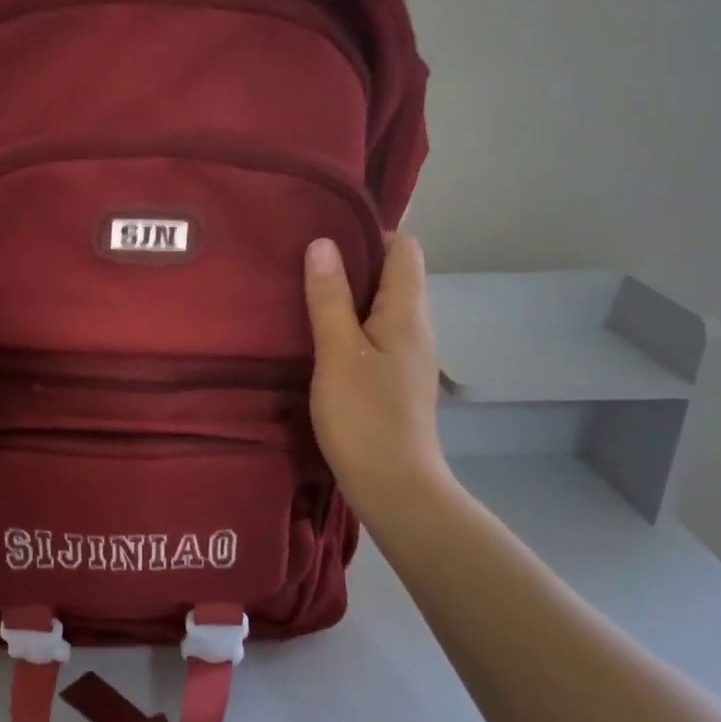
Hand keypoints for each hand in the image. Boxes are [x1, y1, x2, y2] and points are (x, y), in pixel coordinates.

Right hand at [304, 233, 453, 525]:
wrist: (395, 487)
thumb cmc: (365, 416)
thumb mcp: (338, 352)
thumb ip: (330, 297)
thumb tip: (323, 243)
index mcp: (407, 312)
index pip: (404, 248)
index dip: (370, 234)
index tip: (326, 238)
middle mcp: (416, 327)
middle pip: (393, 275)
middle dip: (353, 264)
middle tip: (304, 266)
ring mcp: (409, 356)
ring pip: (382, 308)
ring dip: (348, 298)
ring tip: (305, 298)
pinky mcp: (397, 379)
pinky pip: (376, 335)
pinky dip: (351, 328)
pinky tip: (320, 341)